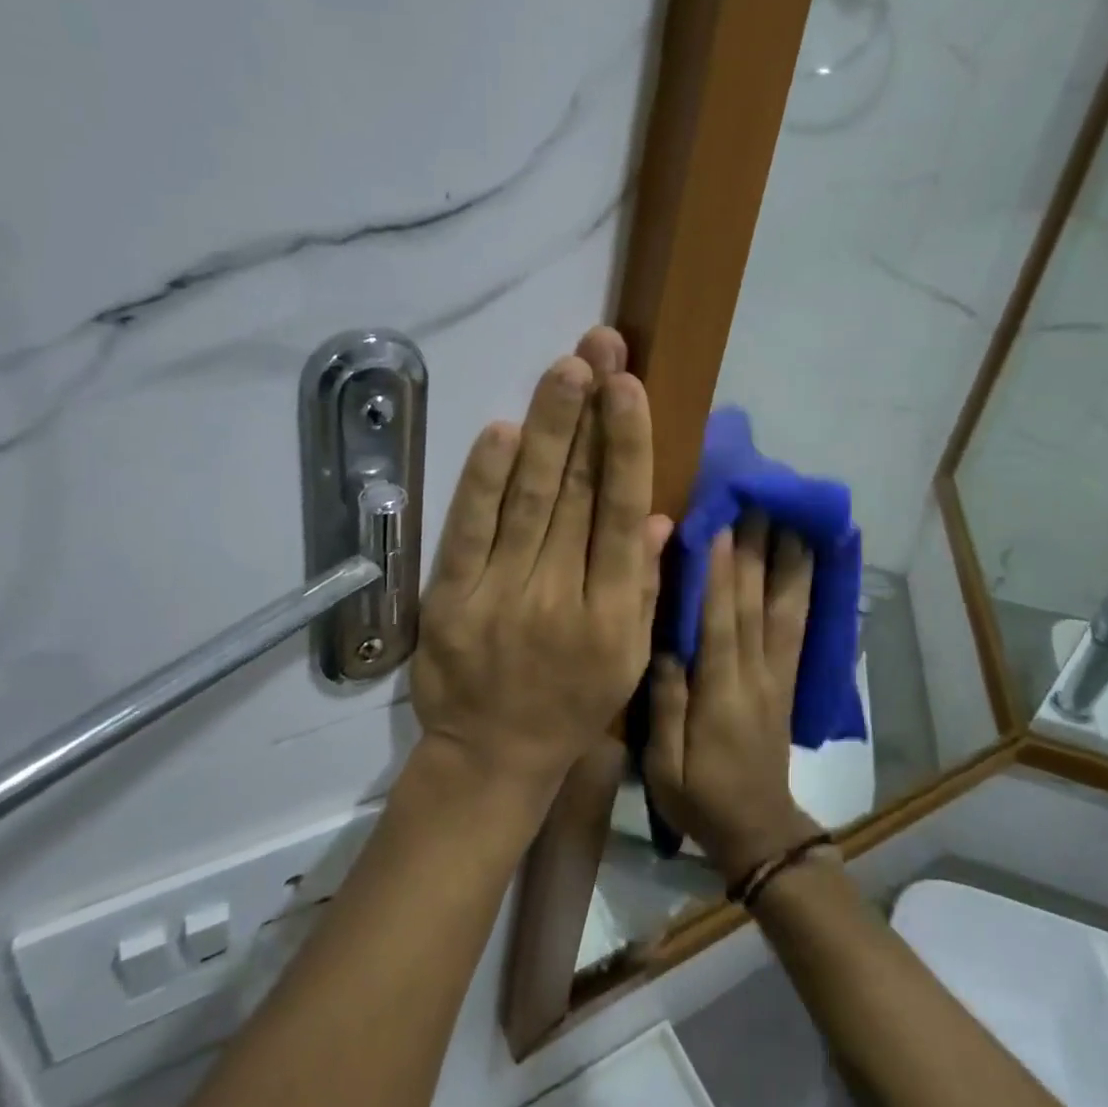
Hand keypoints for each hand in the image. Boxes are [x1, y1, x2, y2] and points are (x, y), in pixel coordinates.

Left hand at [411, 327, 671, 801]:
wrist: (491, 758)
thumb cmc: (570, 705)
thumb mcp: (626, 658)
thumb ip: (642, 585)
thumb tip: (657, 514)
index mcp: (611, 613)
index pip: (621, 514)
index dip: (627, 446)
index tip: (629, 388)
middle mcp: (559, 596)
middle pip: (576, 493)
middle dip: (589, 414)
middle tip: (599, 348)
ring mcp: (500, 595)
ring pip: (528, 500)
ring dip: (547, 430)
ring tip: (565, 369)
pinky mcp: (451, 599)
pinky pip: (468, 531)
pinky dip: (483, 479)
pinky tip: (503, 431)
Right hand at [645, 515, 823, 881]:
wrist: (758, 831)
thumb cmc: (700, 796)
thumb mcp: (665, 765)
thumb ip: (665, 706)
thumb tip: (664, 647)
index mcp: (721, 694)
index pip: (721, 624)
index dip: (721, 576)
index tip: (720, 528)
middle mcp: (755, 675)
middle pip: (756, 604)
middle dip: (755, 551)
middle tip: (754, 502)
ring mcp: (777, 674)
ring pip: (785, 609)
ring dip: (787, 560)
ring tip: (789, 516)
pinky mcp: (788, 677)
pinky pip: (800, 627)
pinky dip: (804, 589)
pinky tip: (807, 560)